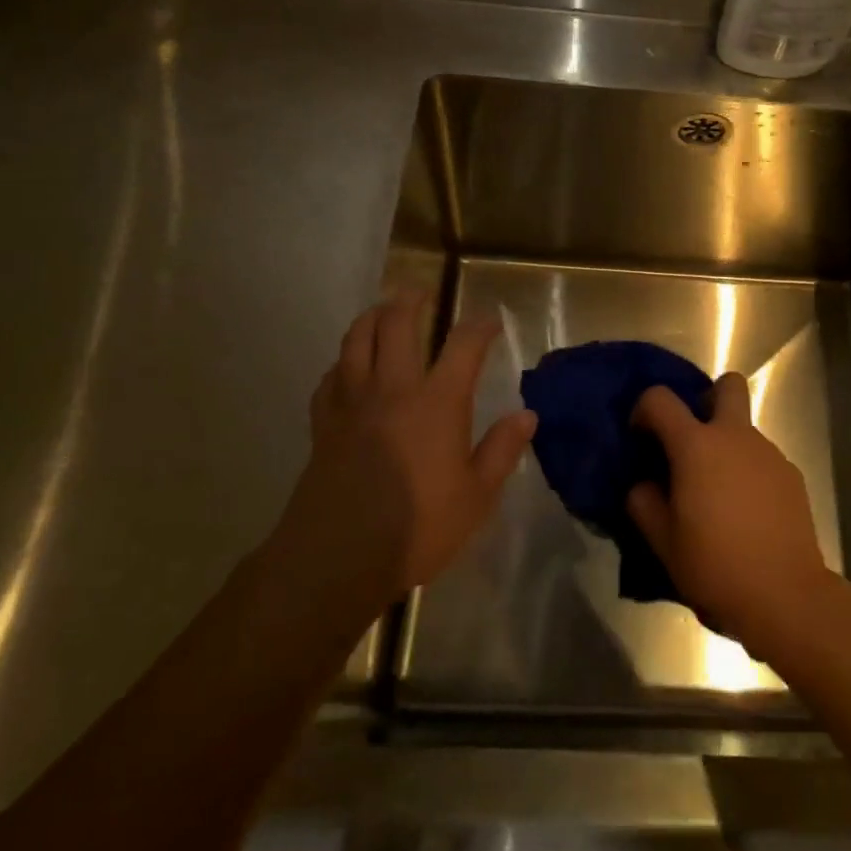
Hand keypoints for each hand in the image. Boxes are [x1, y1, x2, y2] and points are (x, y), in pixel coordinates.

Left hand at [277, 294, 535, 601]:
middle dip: (411, 301)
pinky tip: (346, 369)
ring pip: (356, 341)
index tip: (491, 320)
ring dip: (371, 317)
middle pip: (397, 325)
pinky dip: (341, 364)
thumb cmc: (418, 527)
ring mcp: (353, 404)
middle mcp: (394, 389)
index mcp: (437, 402)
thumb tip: (527, 415)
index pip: (463, 345)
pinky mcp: (324, 425)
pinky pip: (330, 379)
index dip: (480, 326)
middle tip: (421, 293)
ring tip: (381, 311)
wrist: (337, 557)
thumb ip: (502, 451)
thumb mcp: (476, 497)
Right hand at [626, 373, 837, 661]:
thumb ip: (644, 502)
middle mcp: (735, 436)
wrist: (786, 596)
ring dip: (727, 446)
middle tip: (693, 440)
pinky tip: (746, 513)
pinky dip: (749, 472)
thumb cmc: (715, 566)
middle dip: (708, 399)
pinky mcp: (791, 476)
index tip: (641, 438)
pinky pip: (762, 459)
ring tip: (718, 495)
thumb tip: (645, 484)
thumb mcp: (662, 541)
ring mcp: (769, 454)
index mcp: (696, 445)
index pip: (660, 399)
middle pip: (728, 385)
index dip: (643, 410)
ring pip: (744, 428)